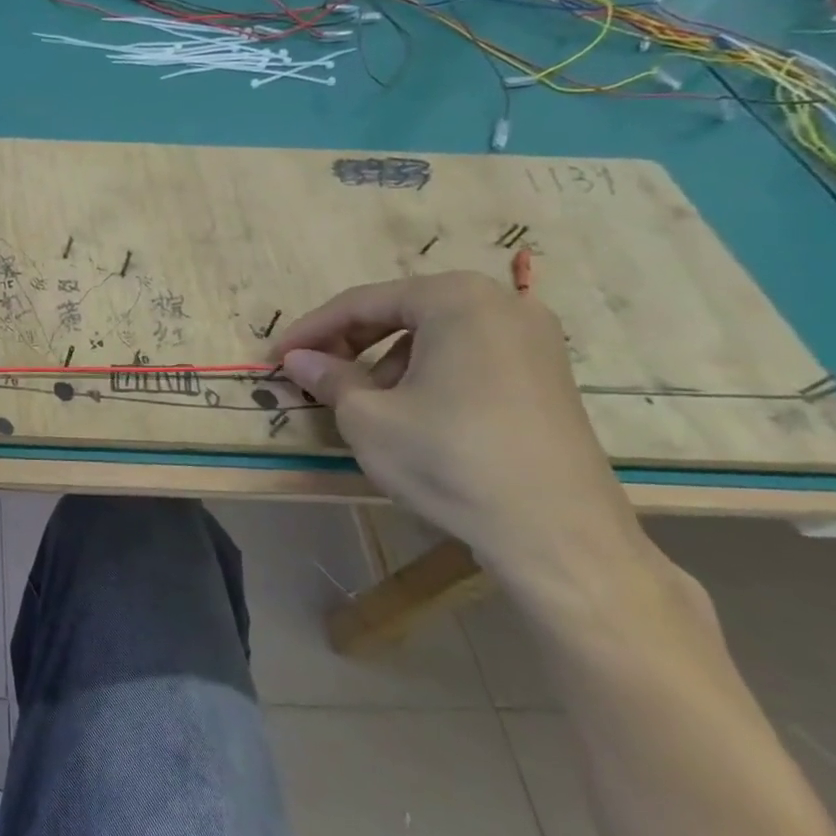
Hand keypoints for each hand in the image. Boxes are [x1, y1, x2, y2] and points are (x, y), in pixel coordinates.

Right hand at [271, 271, 645, 598]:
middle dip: (349, 342)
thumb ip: (328, 377)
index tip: (276, 356)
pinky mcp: (547, 374)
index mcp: (455, 299)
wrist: (559, 537)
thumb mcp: (367, 417)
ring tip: (360, 399)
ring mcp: (533, 338)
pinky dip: (427, 371)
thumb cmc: (450, 459)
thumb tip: (298, 359)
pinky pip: (467, 354)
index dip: (310, 330)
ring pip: (433, 333)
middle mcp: (501, 303)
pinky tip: (411, 409)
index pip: (361, 303)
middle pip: (400, 310)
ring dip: (385, 358)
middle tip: (312, 373)